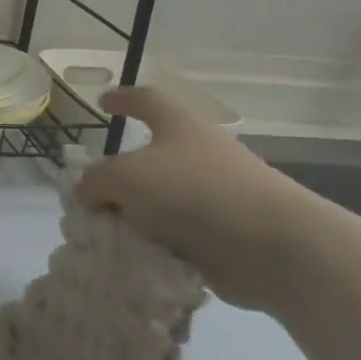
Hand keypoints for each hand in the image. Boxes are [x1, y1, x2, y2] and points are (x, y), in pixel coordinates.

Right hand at [76, 88, 310, 312]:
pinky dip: (157, 244)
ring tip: (108, 236)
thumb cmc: (192, 192)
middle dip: (122, 175)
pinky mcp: (225, 232)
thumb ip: (95, 182)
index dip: (123, 98)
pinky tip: (136, 260)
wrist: (271, 245)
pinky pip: (178, 234)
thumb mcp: (125, 178)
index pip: (146, 100)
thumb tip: (89, 194)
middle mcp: (199, 153)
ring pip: (162, 200)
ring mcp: (216, 193)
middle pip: (151, 156)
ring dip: (137, 216)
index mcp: (179, 126)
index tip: (103, 102)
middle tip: (94, 195)